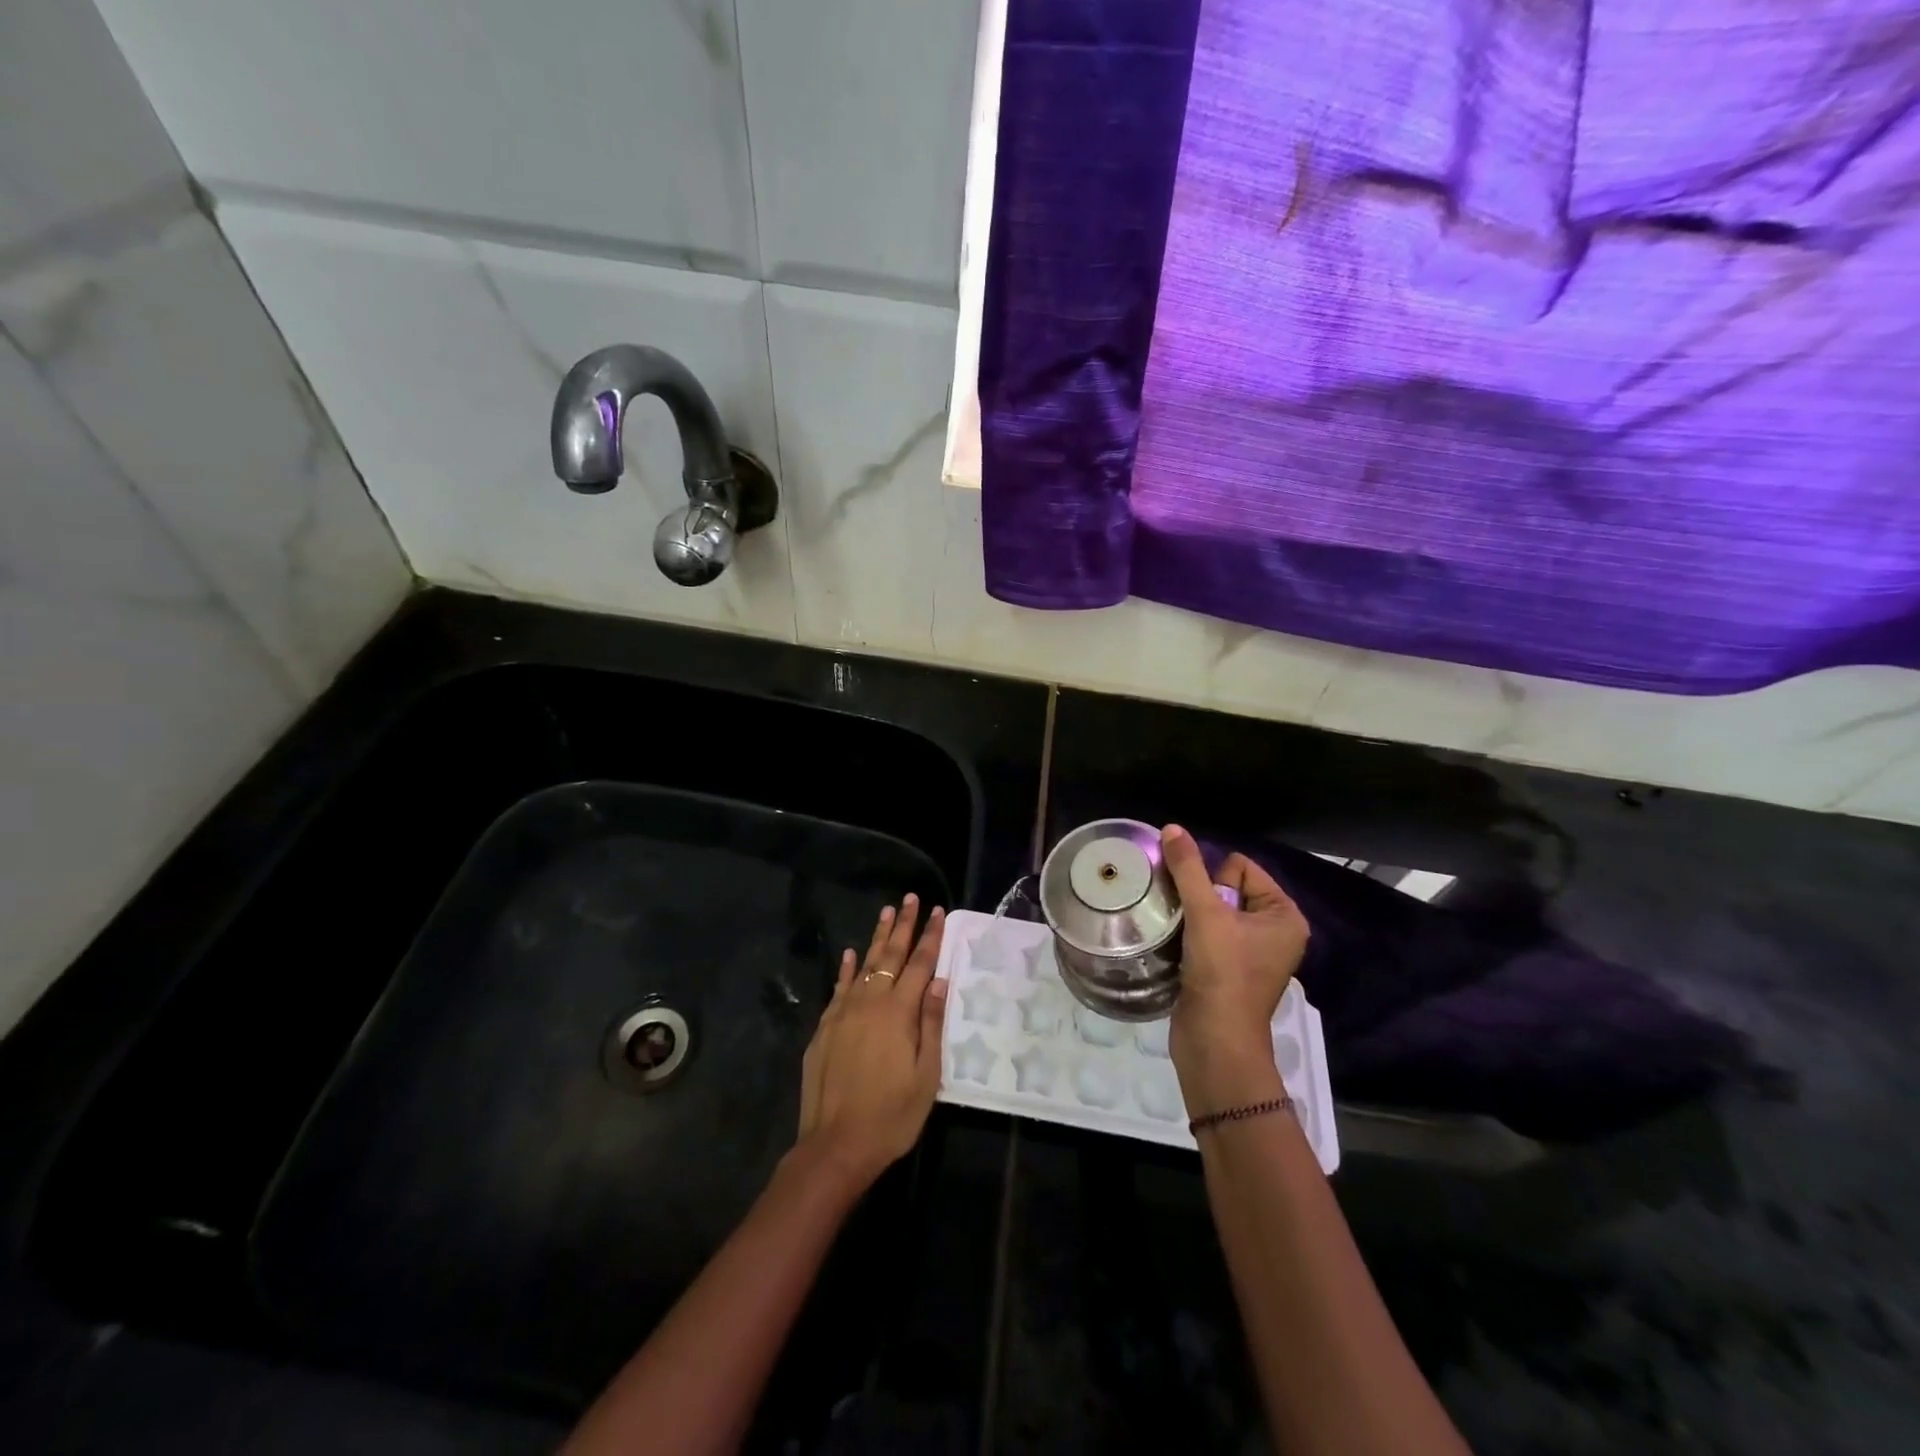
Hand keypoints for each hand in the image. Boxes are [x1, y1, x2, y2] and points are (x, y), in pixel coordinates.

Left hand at [795, 895, 947, 1189]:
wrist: (836, 1145)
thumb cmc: (891, 1116)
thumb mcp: (926, 1076)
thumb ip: (932, 1025)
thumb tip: (939, 981)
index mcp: (899, 1013)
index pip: (920, 964)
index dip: (930, 937)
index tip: (938, 912)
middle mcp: (871, 1003)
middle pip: (891, 956)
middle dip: (903, 926)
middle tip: (911, 899)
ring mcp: (844, 1013)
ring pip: (864, 965)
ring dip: (877, 938)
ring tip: (887, 912)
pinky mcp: (825, 1028)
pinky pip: (839, 988)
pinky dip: (847, 968)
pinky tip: (852, 954)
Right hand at [1162, 826, 1309, 1111]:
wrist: (1215, 1043)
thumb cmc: (1222, 974)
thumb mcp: (1206, 914)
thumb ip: (1188, 868)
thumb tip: (1172, 828)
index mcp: (1284, 915)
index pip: (1241, 867)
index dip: (1214, 881)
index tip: (1204, 910)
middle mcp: (1275, 931)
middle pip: (1226, 887)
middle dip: (1200, 897)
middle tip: (1190, 922)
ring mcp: (1253, 953)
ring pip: (1213, 911)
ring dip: (1192, 916)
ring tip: (1181, 933)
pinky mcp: (1230, 969)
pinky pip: (1207, 933)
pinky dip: (1191, 936)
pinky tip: (1180, 947)